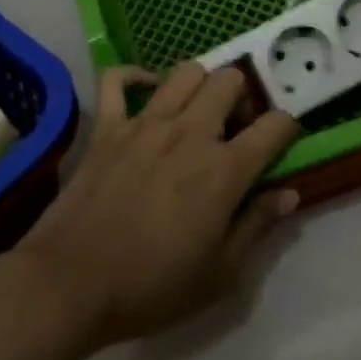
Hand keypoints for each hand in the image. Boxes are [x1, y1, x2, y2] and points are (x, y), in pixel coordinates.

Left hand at [14, 63, 300, 350]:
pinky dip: (135, 77)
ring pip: (186, 71)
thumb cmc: (151, 288)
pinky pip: (118, 80)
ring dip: (201, 85)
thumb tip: (290, 193)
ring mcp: (145, 123)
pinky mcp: (107, 126)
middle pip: (231, 80)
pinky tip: (148, 92)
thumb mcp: (220, 275)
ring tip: (197, 113)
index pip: (275, 126)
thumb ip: (257, 226)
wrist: (70, 286)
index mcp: (224, 170)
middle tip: (234, 129)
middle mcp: (190, 133)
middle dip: (243, 98)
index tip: (281, 142)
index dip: (287, 129)